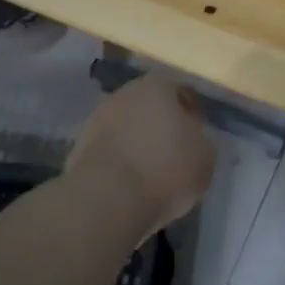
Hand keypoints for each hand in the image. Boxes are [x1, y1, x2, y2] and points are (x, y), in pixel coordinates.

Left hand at [69, 76, 215, 237]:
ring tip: (149, 171)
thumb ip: (200, 140)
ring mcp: (97, 118)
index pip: (181, 92)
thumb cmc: (165, 170)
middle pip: (149, 107)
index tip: (196, 135)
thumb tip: (190, 138)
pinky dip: (119, 160)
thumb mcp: (205, 158)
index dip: (191, 113)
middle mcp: (124, 93)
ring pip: (126, 126)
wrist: (108, 198)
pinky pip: (109, 149)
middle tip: (173, 151)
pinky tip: (128, 182)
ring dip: (137, 142)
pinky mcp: (79, 145)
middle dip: (160, 125)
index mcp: (158, 86)